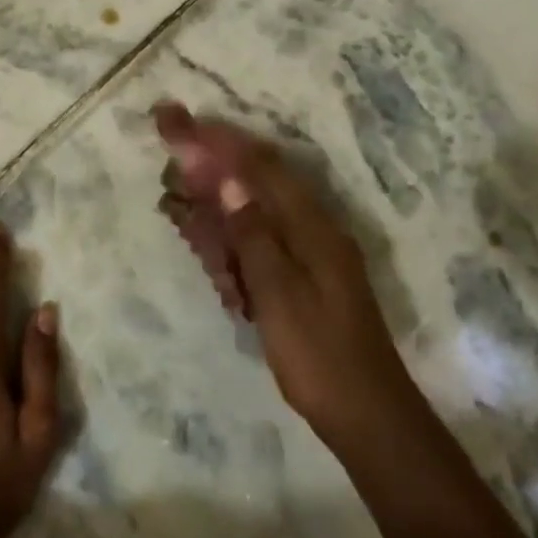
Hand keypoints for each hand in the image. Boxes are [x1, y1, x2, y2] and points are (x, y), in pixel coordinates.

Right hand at [156, 105, 417, 448]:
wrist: (367, 415)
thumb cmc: (319, 356)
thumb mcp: (280, 295)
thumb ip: (254, 235)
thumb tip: (230, 183)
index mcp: (312, 227)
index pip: (259, 168)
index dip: (218, 142)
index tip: (180, 121)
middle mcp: (312, 231)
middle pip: (256, 184)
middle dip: (212, 165)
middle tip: (170, 150)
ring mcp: (308, 256)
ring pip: (254, 215)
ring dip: (215, 202)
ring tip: (177, 196)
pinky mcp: (302, 280)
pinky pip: (259, 247)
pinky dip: (230, 240)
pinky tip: (205, 238)